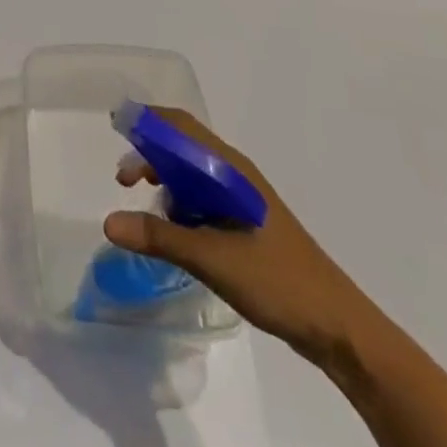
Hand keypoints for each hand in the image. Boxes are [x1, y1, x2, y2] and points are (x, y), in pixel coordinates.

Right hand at [104, 107, 376, 368]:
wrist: (337, 326)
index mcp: (228, 169)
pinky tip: (172, 229)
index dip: (147, 120)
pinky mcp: (245, 223)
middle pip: (183, 146)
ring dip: (164, 178)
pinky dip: (180, 203)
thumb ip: (159, 237)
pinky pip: (203, 198)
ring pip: (192, 173)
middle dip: (150, 153)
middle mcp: (233, 174)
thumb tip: (109, 222)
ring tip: (142, 203)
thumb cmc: (276, 280)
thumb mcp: (211, 258)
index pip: (180, 126)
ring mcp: (241, 199)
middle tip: (123, 179)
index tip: (116, 124)